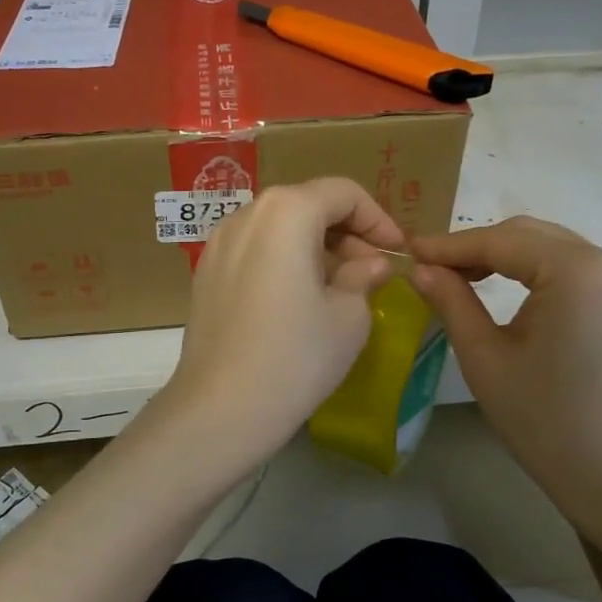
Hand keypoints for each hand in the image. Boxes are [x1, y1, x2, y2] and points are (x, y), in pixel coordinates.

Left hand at [160, 178, 402, 461]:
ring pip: (279, 227)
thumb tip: (370, 264)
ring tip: (339, 287)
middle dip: (347, 232)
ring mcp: (218, 244)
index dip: (378, 219)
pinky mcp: (205, 274)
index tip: (397, 252)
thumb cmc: (296, 356)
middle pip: (307, 204)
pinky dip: (285, 260)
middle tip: (371, 272)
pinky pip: (255, 250)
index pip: (343, 193)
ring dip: (316, 246)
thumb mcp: (349, 317)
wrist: (221, 408)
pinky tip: (299, 300)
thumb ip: (364, 276)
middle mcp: (247, 215)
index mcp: (286, 212)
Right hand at [409, 217, 601, 509]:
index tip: (408, 250)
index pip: (499, 241)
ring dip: (503, 256)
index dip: (449, 245)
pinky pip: (569, 268)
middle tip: (429, 266)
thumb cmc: (545, 420)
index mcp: (574, 270)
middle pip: (527, 235)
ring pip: (548, 248)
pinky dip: (531, 270)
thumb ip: (452, 302)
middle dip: (475, 246)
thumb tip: (421, 269)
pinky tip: (501, 288)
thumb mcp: (485, 358)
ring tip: (458, 277)